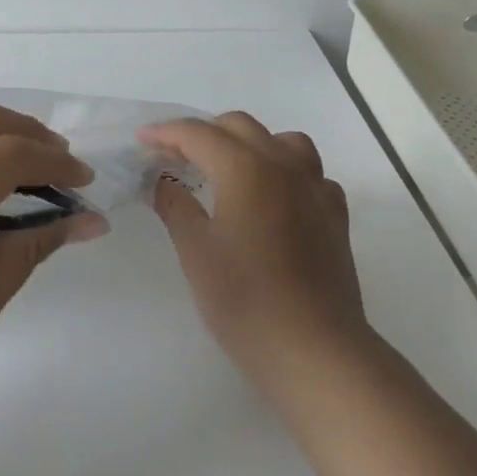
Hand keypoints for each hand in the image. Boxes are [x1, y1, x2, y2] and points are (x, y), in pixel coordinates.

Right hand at [138, 113, 368, 393]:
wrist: (313, 348)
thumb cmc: (244, 299)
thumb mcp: (196, 251)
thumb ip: (175, 206)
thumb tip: (162, 181)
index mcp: (245, 168)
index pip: (199, 134)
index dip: (166, 133)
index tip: (142, 140)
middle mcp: (284, 166)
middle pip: (241, 127)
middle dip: (203, 133)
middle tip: (174, 157)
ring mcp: (316, 189)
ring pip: (283, 141)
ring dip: (250, 144)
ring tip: (228, 168)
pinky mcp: (335, 215)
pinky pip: (309, 174)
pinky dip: (285, 172)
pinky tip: (272, 199)